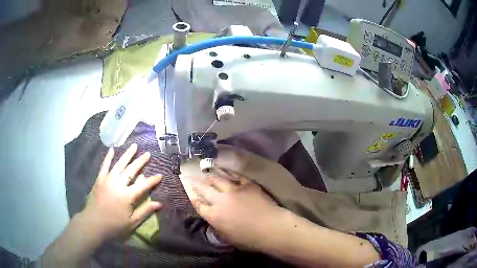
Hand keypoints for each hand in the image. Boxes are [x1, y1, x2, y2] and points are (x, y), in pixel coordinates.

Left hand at [81, 144, 161, 240]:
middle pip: (131, 170)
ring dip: (127, 155)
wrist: (93, 223)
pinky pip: (104, 166)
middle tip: (148, 153)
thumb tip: (159, 203)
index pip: (143, 185)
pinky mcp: (100, 179)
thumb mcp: (132, 222)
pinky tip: (111, 149)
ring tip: (134, 146)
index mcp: (128, 195)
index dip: (152, 180)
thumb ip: (145, 211)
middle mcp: (118, 184)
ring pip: (119, 164)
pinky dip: (108, 157)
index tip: (160, 175)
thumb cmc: (115, 225)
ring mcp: (108, 180)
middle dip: (140, 161)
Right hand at [192, 174, 282, 249]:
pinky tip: (225, 170)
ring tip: (207, 172)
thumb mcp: (227, 237)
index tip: (190, 192)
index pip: (199, 205)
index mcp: (214, 216)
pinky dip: (229, 172)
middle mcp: (220, 200)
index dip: (193, 198)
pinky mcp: (247, 184)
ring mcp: (233, 190)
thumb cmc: (249, 239)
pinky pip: (235, 176)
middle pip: (205, 190)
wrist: (270, 227)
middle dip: (197, 184)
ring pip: (218, 179)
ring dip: (211, 176)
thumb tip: (214, 218)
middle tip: (192, 179)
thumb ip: (218, 226)